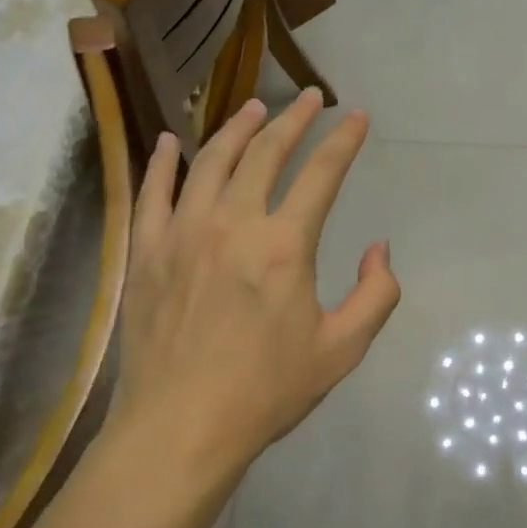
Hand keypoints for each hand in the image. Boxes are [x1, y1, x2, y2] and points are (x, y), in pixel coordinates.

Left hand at [116, 89, 400, 477]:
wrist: (180, 428)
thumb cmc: (265, 391)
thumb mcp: (342, 350)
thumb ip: (376, 295)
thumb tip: (379, 248)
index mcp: (285, 245)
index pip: (322, 173)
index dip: (344, 140)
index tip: (357, 117)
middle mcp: (234, 223)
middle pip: (266, 152)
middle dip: (294, 120)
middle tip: (310, 99)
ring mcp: (183, 232)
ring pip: (211, 160)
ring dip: (237, 127)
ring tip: (254, 107)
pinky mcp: (147, 251)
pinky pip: (152, 192)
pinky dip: (162, 162)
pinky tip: (168, 141)